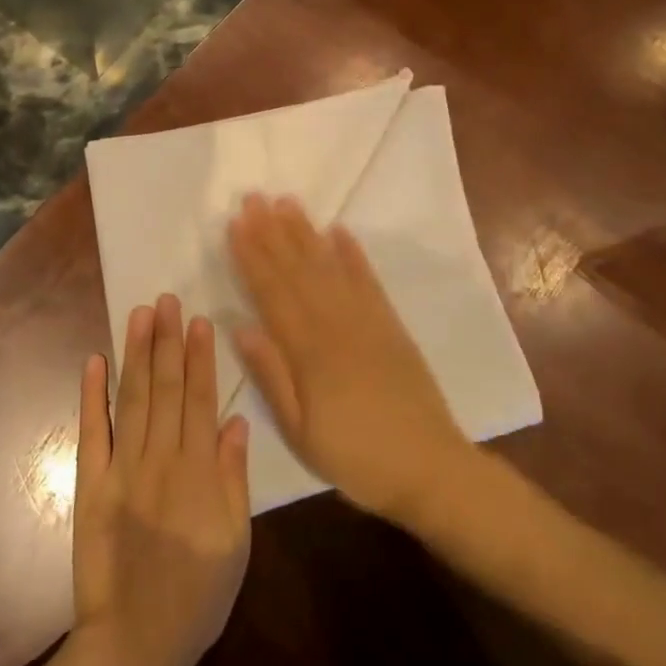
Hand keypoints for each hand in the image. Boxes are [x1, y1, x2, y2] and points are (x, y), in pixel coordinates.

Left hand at [71, 295, 251, 665]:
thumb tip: (235, 421)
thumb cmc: (198, 596)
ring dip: (136, 354)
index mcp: (199, 473)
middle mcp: (160, 461)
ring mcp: (122, 471)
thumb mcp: (236, 544)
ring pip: (133, 400)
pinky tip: (94, 361)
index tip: (198, 320)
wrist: (135, 646)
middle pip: (167, 389)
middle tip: (167, 300)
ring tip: (140, 314)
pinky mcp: (91, 486)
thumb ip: (234, 479)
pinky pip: (92, 433)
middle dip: (167, 341)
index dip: (201, 358)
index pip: (202, 401)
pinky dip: (91, 396)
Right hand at [228, 194, 472, 522]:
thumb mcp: (301, 432)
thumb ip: (272, 376)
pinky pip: (368, 281)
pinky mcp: (391, 325)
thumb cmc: (356, 458)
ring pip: (329, 267)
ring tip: (287, 203)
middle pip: (298, 270)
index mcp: (310, 351)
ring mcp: (367, 321)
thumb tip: (240, 326)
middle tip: (254, 198)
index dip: (252, 257)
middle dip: (272, 232)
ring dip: (306, 233)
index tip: (235, 224)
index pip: (272, 293)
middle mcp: (337, 324)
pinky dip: (353, 254)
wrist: (431, 468)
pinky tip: (339, 232)